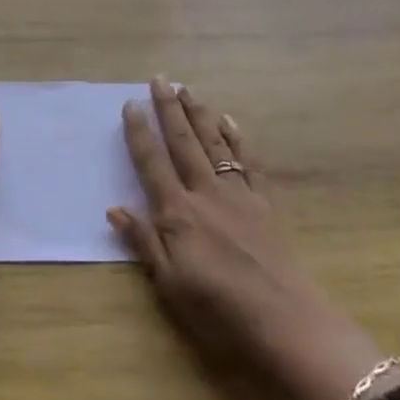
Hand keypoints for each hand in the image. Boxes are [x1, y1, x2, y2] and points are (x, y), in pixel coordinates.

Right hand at [109, 79, 398, 399]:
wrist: (285, 320)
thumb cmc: (219, 309)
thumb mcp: (170, 283)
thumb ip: (144, 242)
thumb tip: (114, 208)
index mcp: (178, 212)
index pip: (152, 163)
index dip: (140, 133)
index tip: (131, 104)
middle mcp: (205, 193)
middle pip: (183, 143)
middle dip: (169, 109)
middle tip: (160, 78)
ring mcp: (238, 195)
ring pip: (214, 144)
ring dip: (199, 115)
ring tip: (188, 90)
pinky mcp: (265, 204)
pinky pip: (249, 162)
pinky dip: (238, 139)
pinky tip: (230, 122)